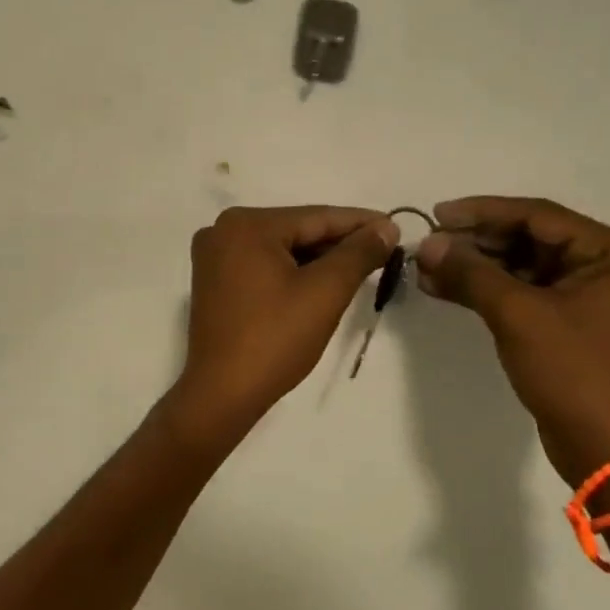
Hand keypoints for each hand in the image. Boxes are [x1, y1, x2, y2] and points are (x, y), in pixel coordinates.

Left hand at [173, 206, 398, 442]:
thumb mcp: (324, 292)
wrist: (222, 392)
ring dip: (317, 259)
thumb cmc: (275, 338)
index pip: (315, 216)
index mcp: (246, 224)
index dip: (360, 223)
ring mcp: (213, 256)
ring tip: (360, 267)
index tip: (395, 226)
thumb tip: (385, 227)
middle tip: (383, 251)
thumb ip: (357, 254)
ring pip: (280, 249)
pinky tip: (321, 281)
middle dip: (339, 243)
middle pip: (296, 230)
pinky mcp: (213, 281)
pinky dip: (292, 271)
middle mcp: (223, 230)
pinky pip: (262, 265)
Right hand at [414, 197, 609, 492]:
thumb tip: (426, 245)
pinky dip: (488, 291)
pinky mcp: (573, 326)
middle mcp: (609, 268)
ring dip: (476, 268)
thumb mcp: (518, 315)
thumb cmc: (575, 372)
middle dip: (475, 243)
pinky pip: (525, 294)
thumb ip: (470, 272)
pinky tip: (445, 289)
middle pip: (530, 240)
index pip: (538, 216)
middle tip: (428, 246)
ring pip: (523, 267)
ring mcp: (592, 299)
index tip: (436, 215)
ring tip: (427, 268)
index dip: (482, 212)